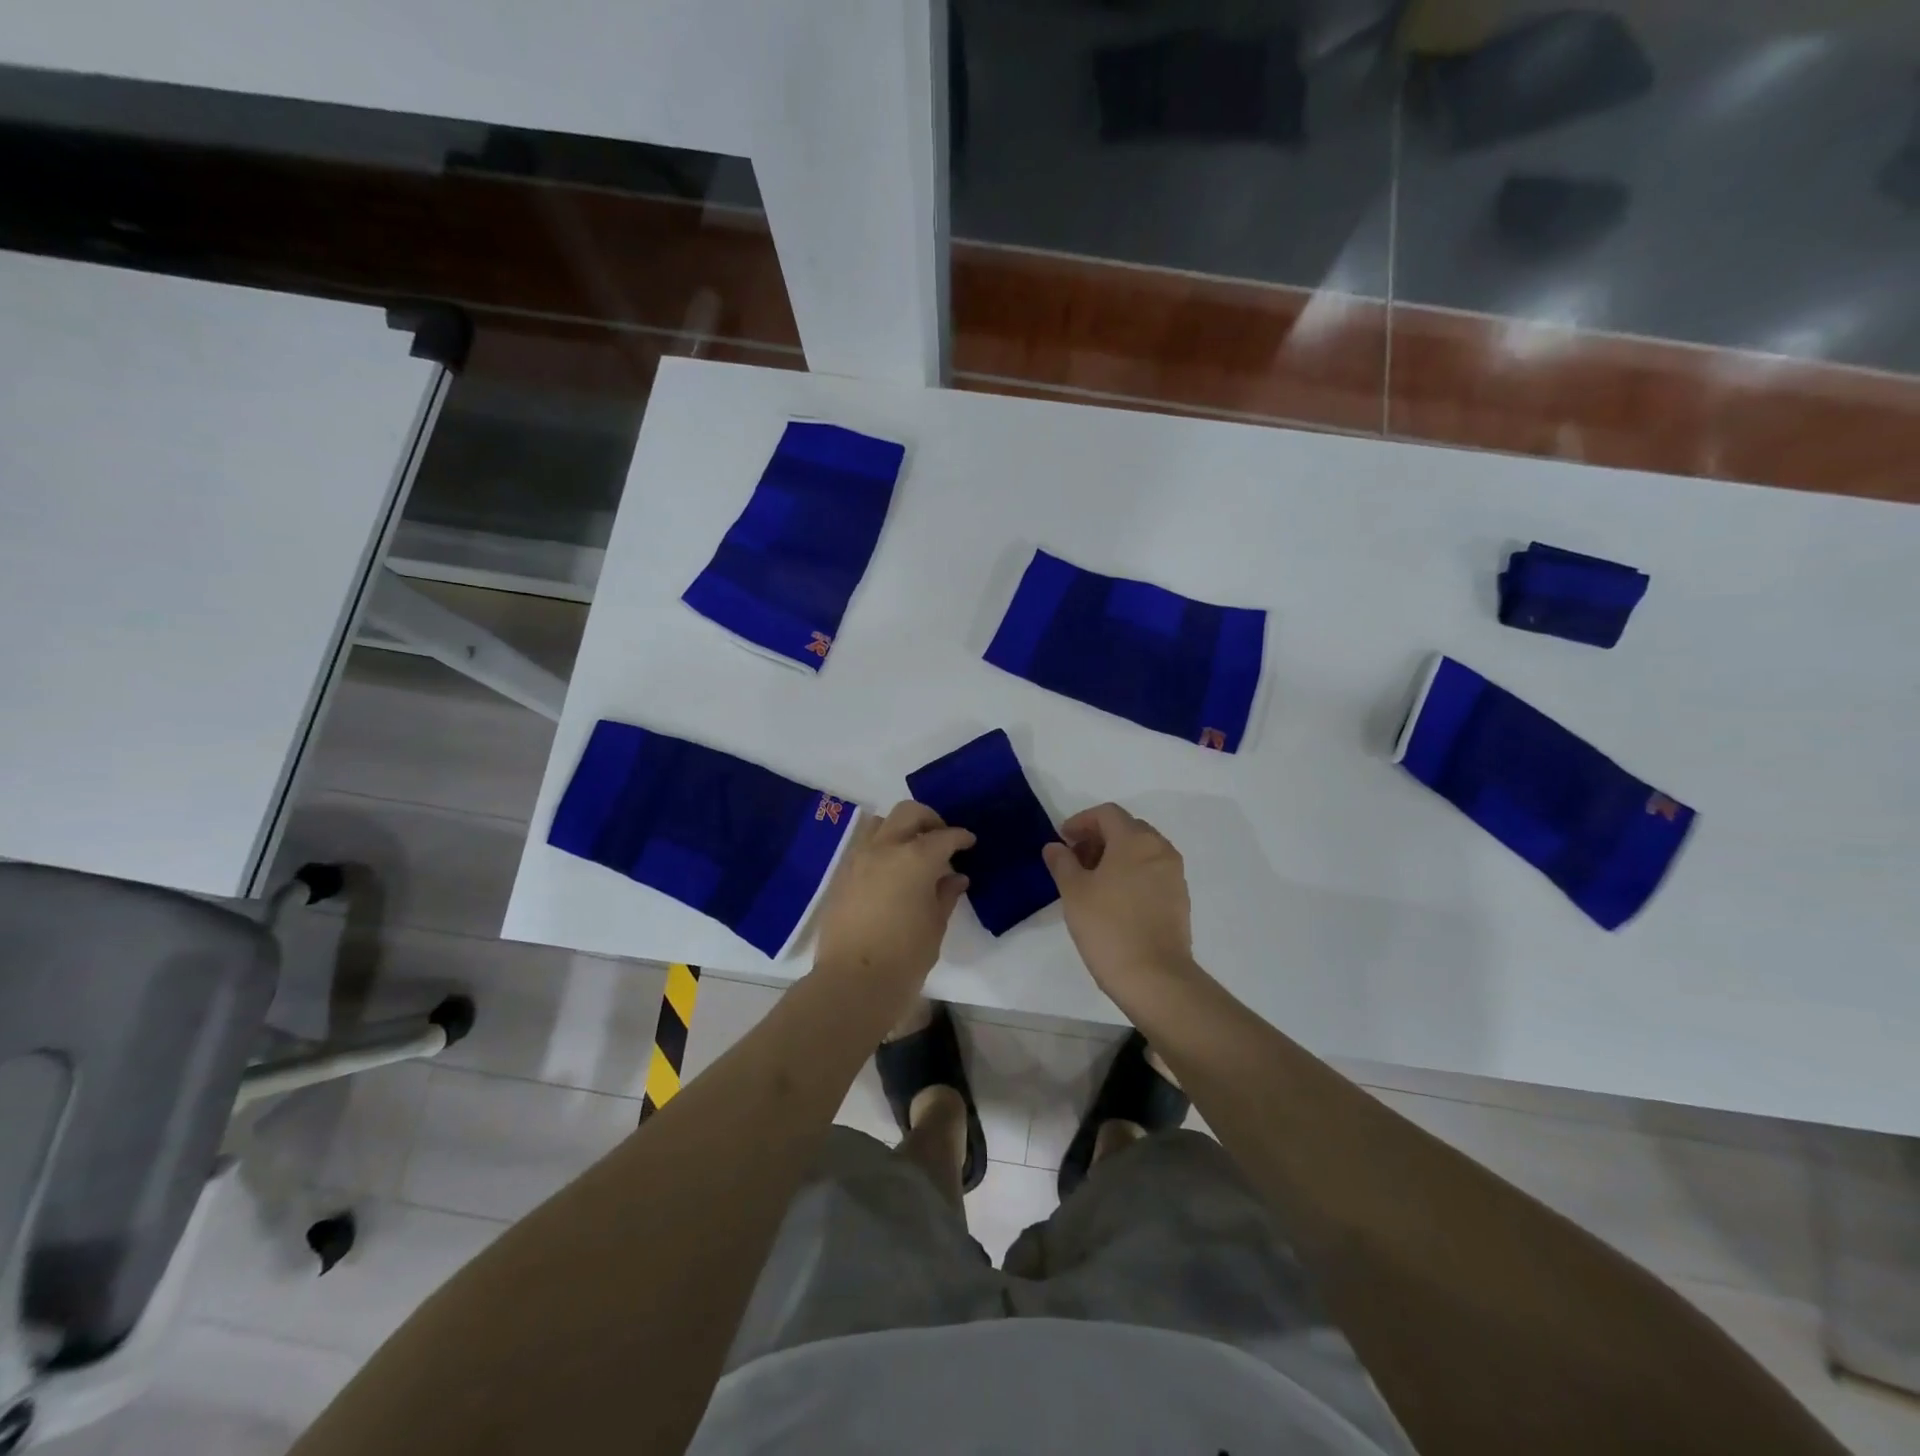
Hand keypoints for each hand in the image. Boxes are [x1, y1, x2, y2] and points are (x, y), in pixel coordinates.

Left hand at [815, 801, 973, 999]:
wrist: (853, 981)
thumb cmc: (905, 956)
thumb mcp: (935, 924)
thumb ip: (946, 894)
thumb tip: (955, 877)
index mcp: (915, 858)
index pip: (944, 836)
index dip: (960, 837)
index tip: (969, 842)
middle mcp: (885, 848)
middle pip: (909, 813)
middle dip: (930, 819)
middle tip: (942, 838)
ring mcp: (858, 858)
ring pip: (880, 823)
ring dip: (900, 827)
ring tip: (913, 850)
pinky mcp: (842, 874)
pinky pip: (864, 845)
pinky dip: (881, 845)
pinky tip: (891, 869)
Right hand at [1043, 803, 1198, 1009]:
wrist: (1154, 977)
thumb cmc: (1108, 927)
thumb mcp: (1074, 892)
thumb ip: (1062, 863)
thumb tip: (1055, 847)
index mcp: (1136, 840)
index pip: (1107, 814)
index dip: (1081, 821)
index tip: (1063, 840)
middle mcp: (1160, 849)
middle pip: (1127, 829)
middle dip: (1098, 837)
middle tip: (1074, 859)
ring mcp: (1174, 874)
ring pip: (1141, 851)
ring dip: (1115, 855)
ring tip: (1091, 880)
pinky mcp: (1179, 898)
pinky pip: (1152, 871)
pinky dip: (1131, 873)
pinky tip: (1113, 898)